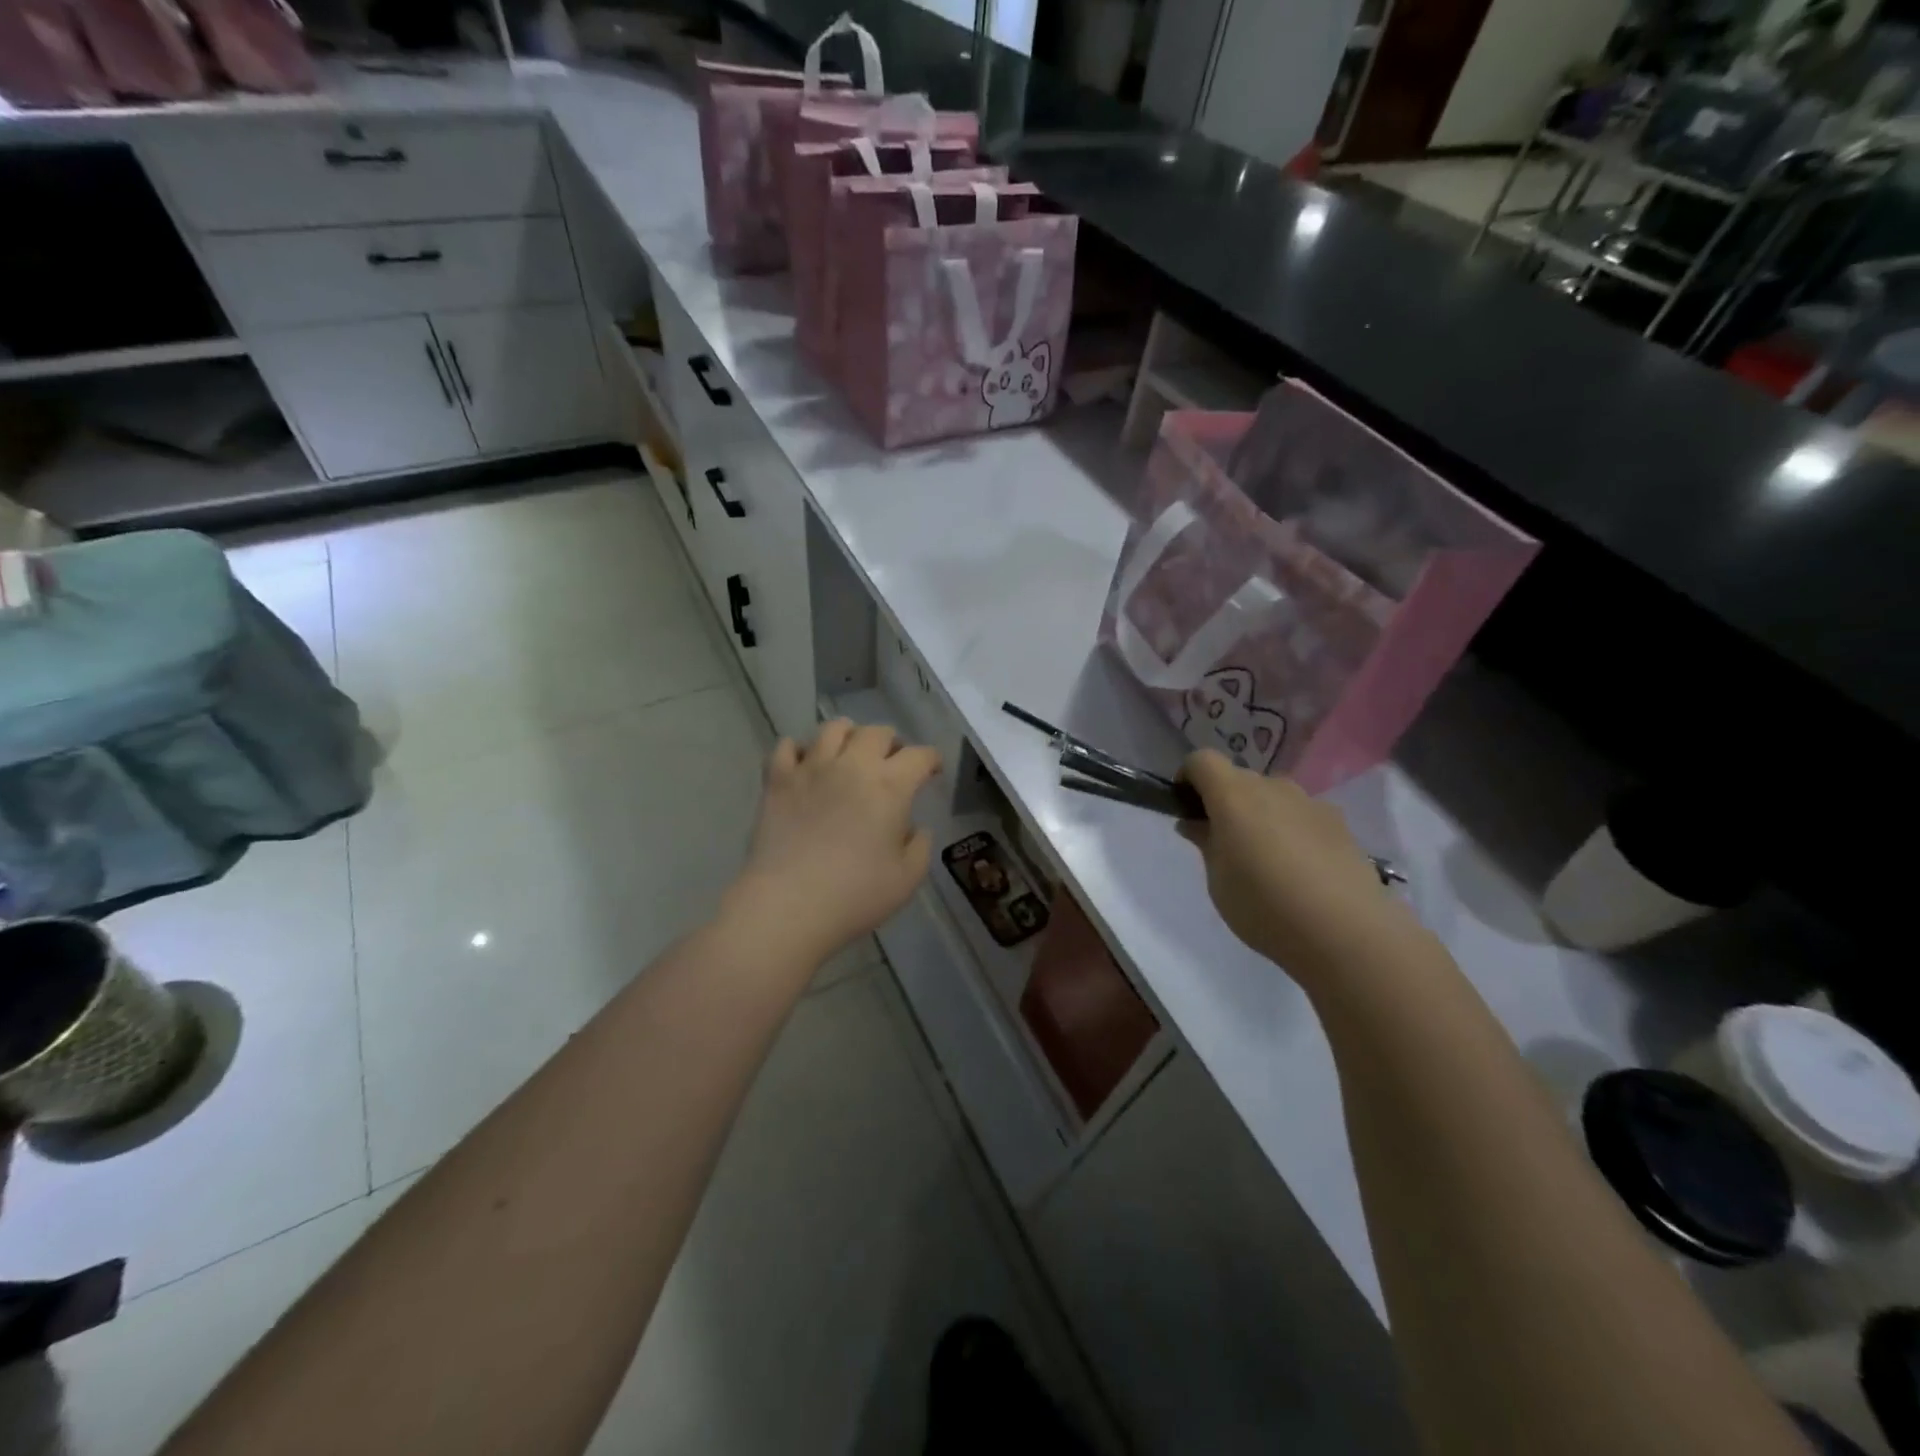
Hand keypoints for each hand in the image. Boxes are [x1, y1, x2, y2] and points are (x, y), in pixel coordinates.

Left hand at [727, 720, 940, 965]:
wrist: (788, 905)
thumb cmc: (855, 895)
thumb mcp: (907, 879)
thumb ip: (920, 846)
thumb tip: (914, 828)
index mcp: (890, 786)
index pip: (919, 755)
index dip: (931, 760)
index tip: (933, 772)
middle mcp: (853, 765)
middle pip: (877, 732)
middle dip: (891, 743)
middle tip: (891, 763)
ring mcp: (811, 768)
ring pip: (833, 728)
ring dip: (848, 736)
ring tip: (849, 754)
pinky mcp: (777, 780)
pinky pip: (786, 746)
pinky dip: (798, 749)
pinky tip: (804, 765)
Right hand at [1177, 751, 1411, 980]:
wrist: (1347, 932)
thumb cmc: (1265, 905)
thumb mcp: (1218, 880)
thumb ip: (1205, 843)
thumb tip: (1194, 822)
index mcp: (1234, 795)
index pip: (1202, 760)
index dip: (1188, 778)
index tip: (1186, 809)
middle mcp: (1273, 787)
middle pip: (1238, 778)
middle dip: (1224, 801)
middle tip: (1222, 843)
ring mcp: (1310, 802)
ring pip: (1272, 796)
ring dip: (1260, 815)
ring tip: (1265, 861)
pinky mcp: (1339, 823)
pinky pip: (1301, 815)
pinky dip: (1290, 829)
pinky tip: (1300, 871)